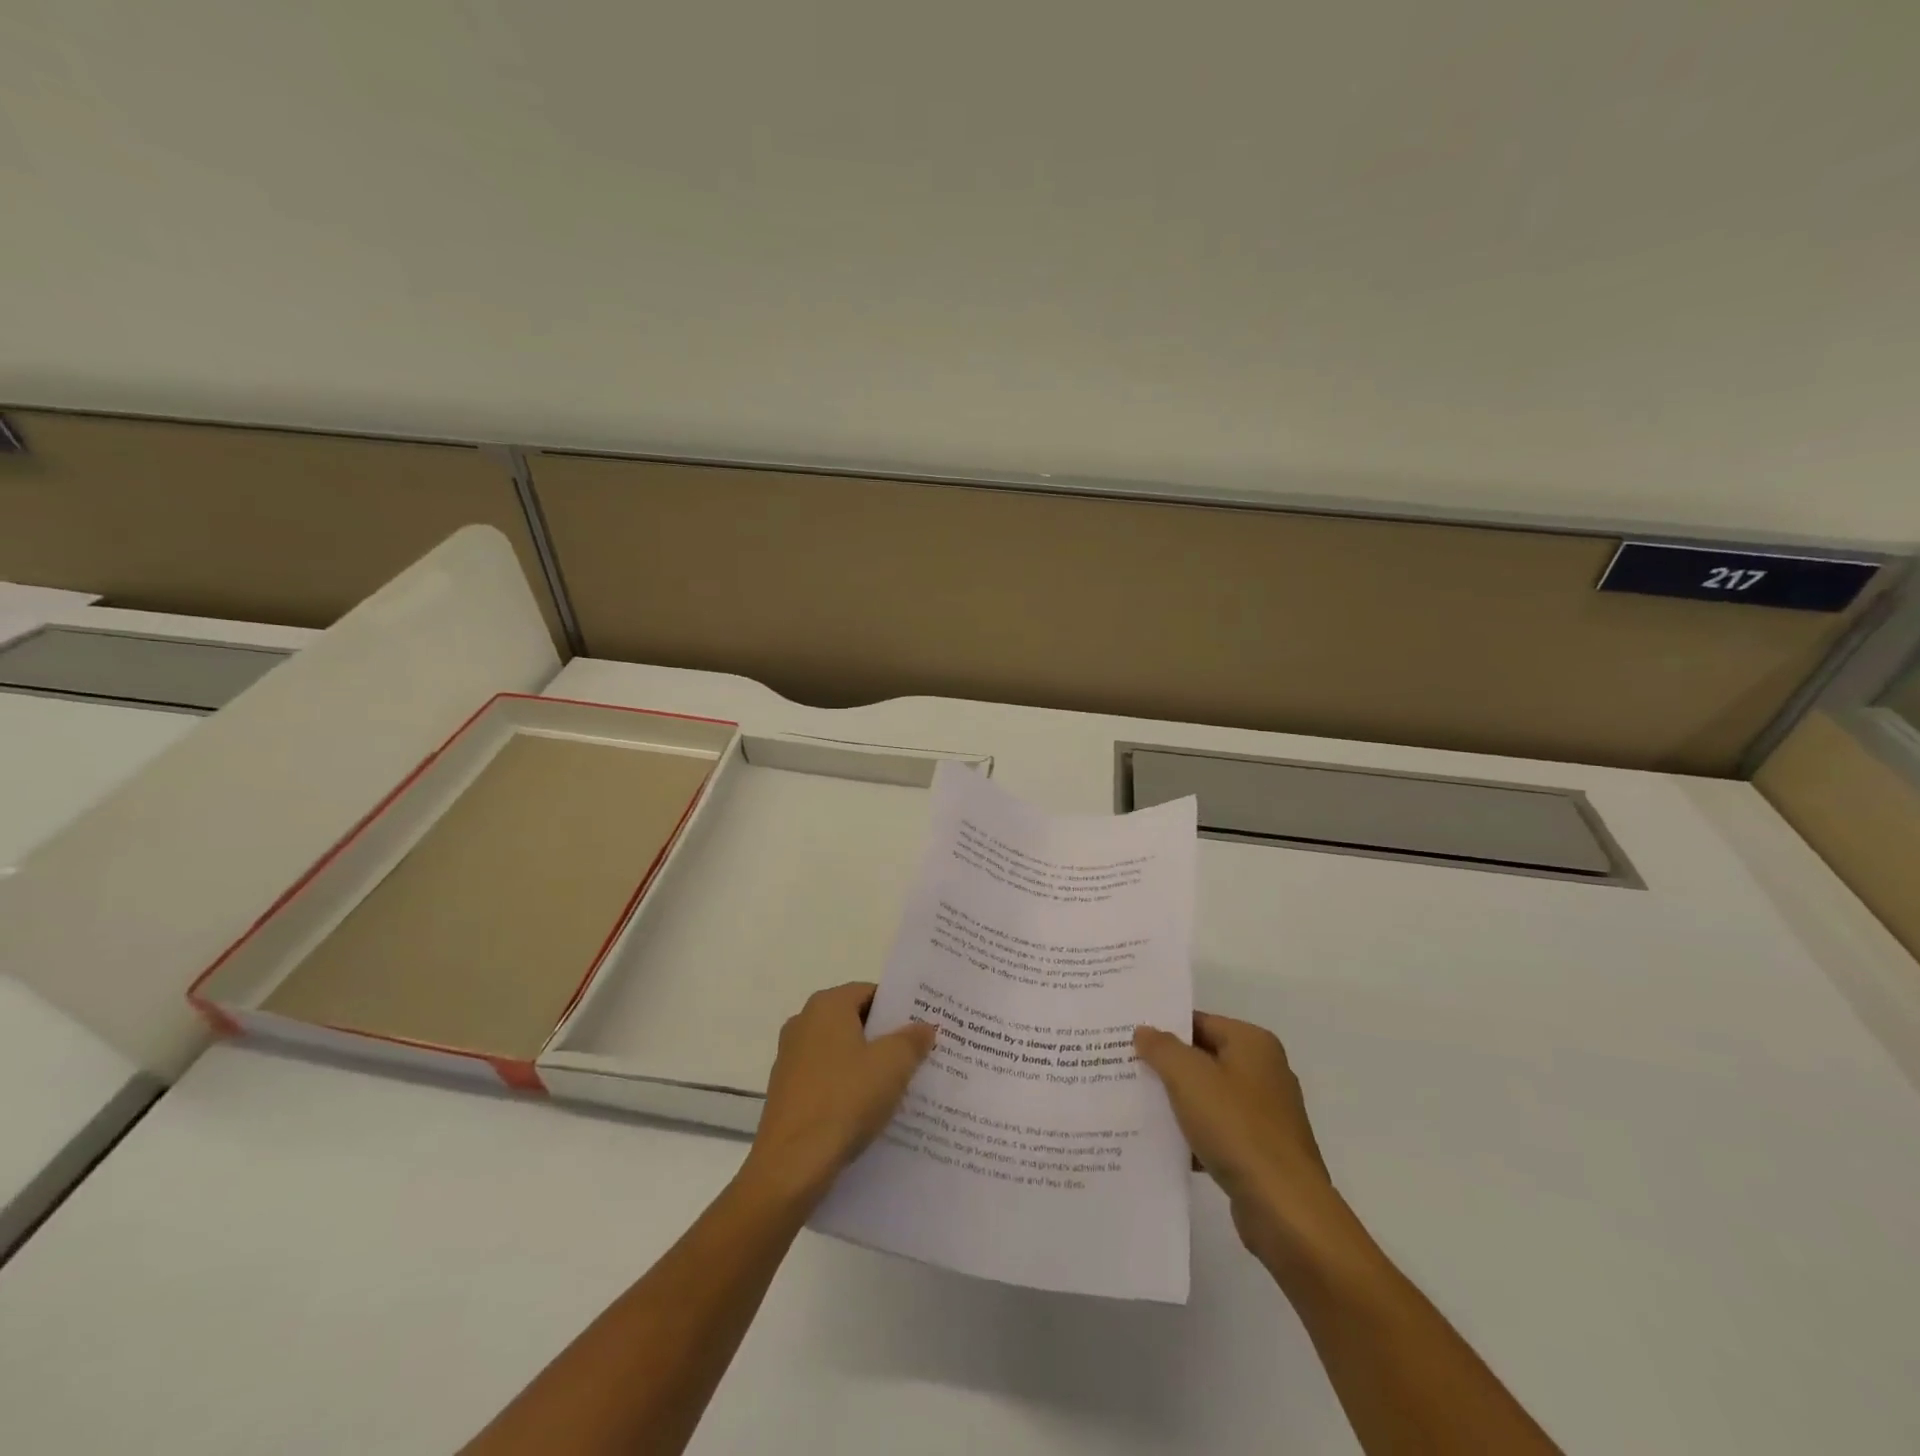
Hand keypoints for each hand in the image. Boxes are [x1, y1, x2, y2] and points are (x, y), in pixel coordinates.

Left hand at [742, 982, 935, 1205]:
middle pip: (854, 1021)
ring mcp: (791, 1058)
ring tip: (901, 1085)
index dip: (899, 1008)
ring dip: (868, 1064)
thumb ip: (912, 1040)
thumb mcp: (892, 1065)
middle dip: (886, 1037)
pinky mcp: (787, 1092)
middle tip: (919, 1054)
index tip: (923, 1027)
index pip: (870, 992)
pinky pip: (827, 1078)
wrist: (791, 1166)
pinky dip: (848, 1087)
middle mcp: (803, 1023)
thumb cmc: (845, 1100)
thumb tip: (924, 1026)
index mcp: (826, 1006)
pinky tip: (870, 1110)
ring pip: (841, 1052)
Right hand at [1134, 1013, 1350, 1271]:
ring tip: (1135, 1104)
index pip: (1199, 1022)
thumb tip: (1144, 1031)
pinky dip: (1193, 1135)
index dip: (1163, 1028)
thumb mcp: (1188, 1077)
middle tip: (1125, 1067)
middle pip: (1203, 1058)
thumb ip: (1161, 1048)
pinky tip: (1162, 1144)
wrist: (1284, 1210)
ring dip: (1177, 1102)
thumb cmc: (1236, 1128)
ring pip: (1208, 1097)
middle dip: (1166, 1066)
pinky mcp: (1261, 1151)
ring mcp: (1265, 1114)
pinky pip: (1218, 1131)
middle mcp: (1264, 1071)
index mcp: (1253, 1044)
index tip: (1128, 1037)